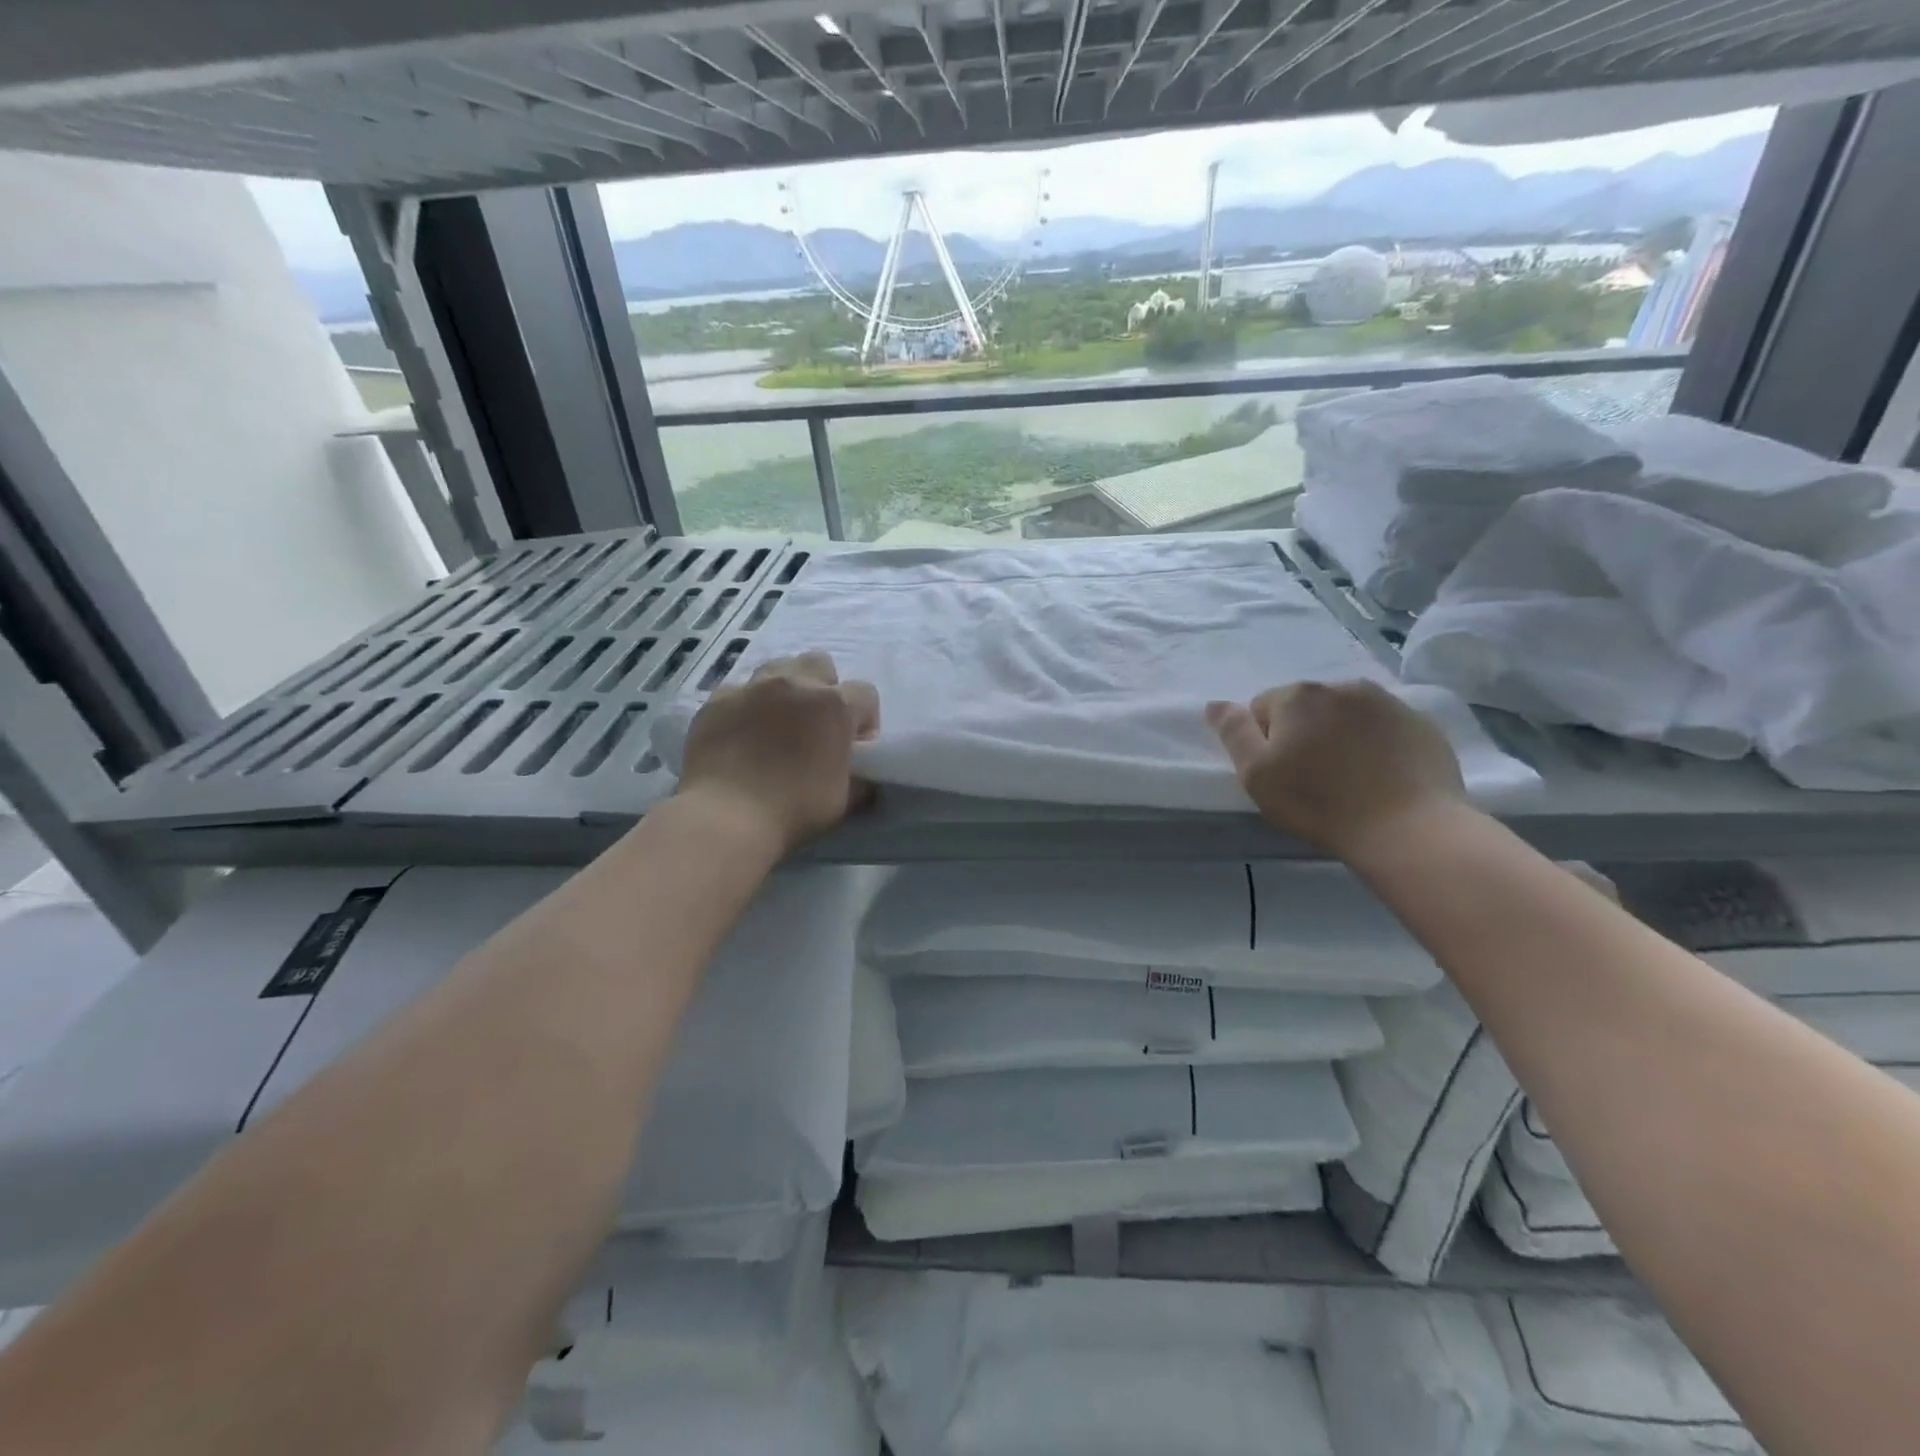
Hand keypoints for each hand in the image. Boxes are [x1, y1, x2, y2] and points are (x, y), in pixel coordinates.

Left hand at [677, 653, 879, 854]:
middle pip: (820, 664)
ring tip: (778, 721)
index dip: (865, 718)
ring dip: (785, 689)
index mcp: (834, 706)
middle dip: (824, 687)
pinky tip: (741, 732)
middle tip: (816, 724)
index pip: (865, 694)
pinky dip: (745, 706)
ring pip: (777, 667)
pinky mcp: (716, 700)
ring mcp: (752, 688)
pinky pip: (738, 691)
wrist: (726, 815)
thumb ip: (859, 781)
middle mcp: (795, 685)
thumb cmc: (794, 808)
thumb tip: (863, 778)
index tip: (855, 745)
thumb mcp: (843, 801)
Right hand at [1207, 680, 1466, 860]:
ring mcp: (1388, 702)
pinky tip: (1380, 778)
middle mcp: (1342, 686)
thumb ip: (1233, 732)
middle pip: (1306, 707)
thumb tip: (1215, 704)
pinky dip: (1376, 744)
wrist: (1409, 829)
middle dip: (1303, 733)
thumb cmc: (1319, 803)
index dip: (1265, 742)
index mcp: (1298, 696)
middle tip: (1312, 778)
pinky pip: (1384, 728)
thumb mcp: (1256, 774)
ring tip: (1349, 778)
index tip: (1280, 774)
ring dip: (1340, 735)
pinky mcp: (1421, 724)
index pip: (1263, 708)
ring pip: (1346, 714)